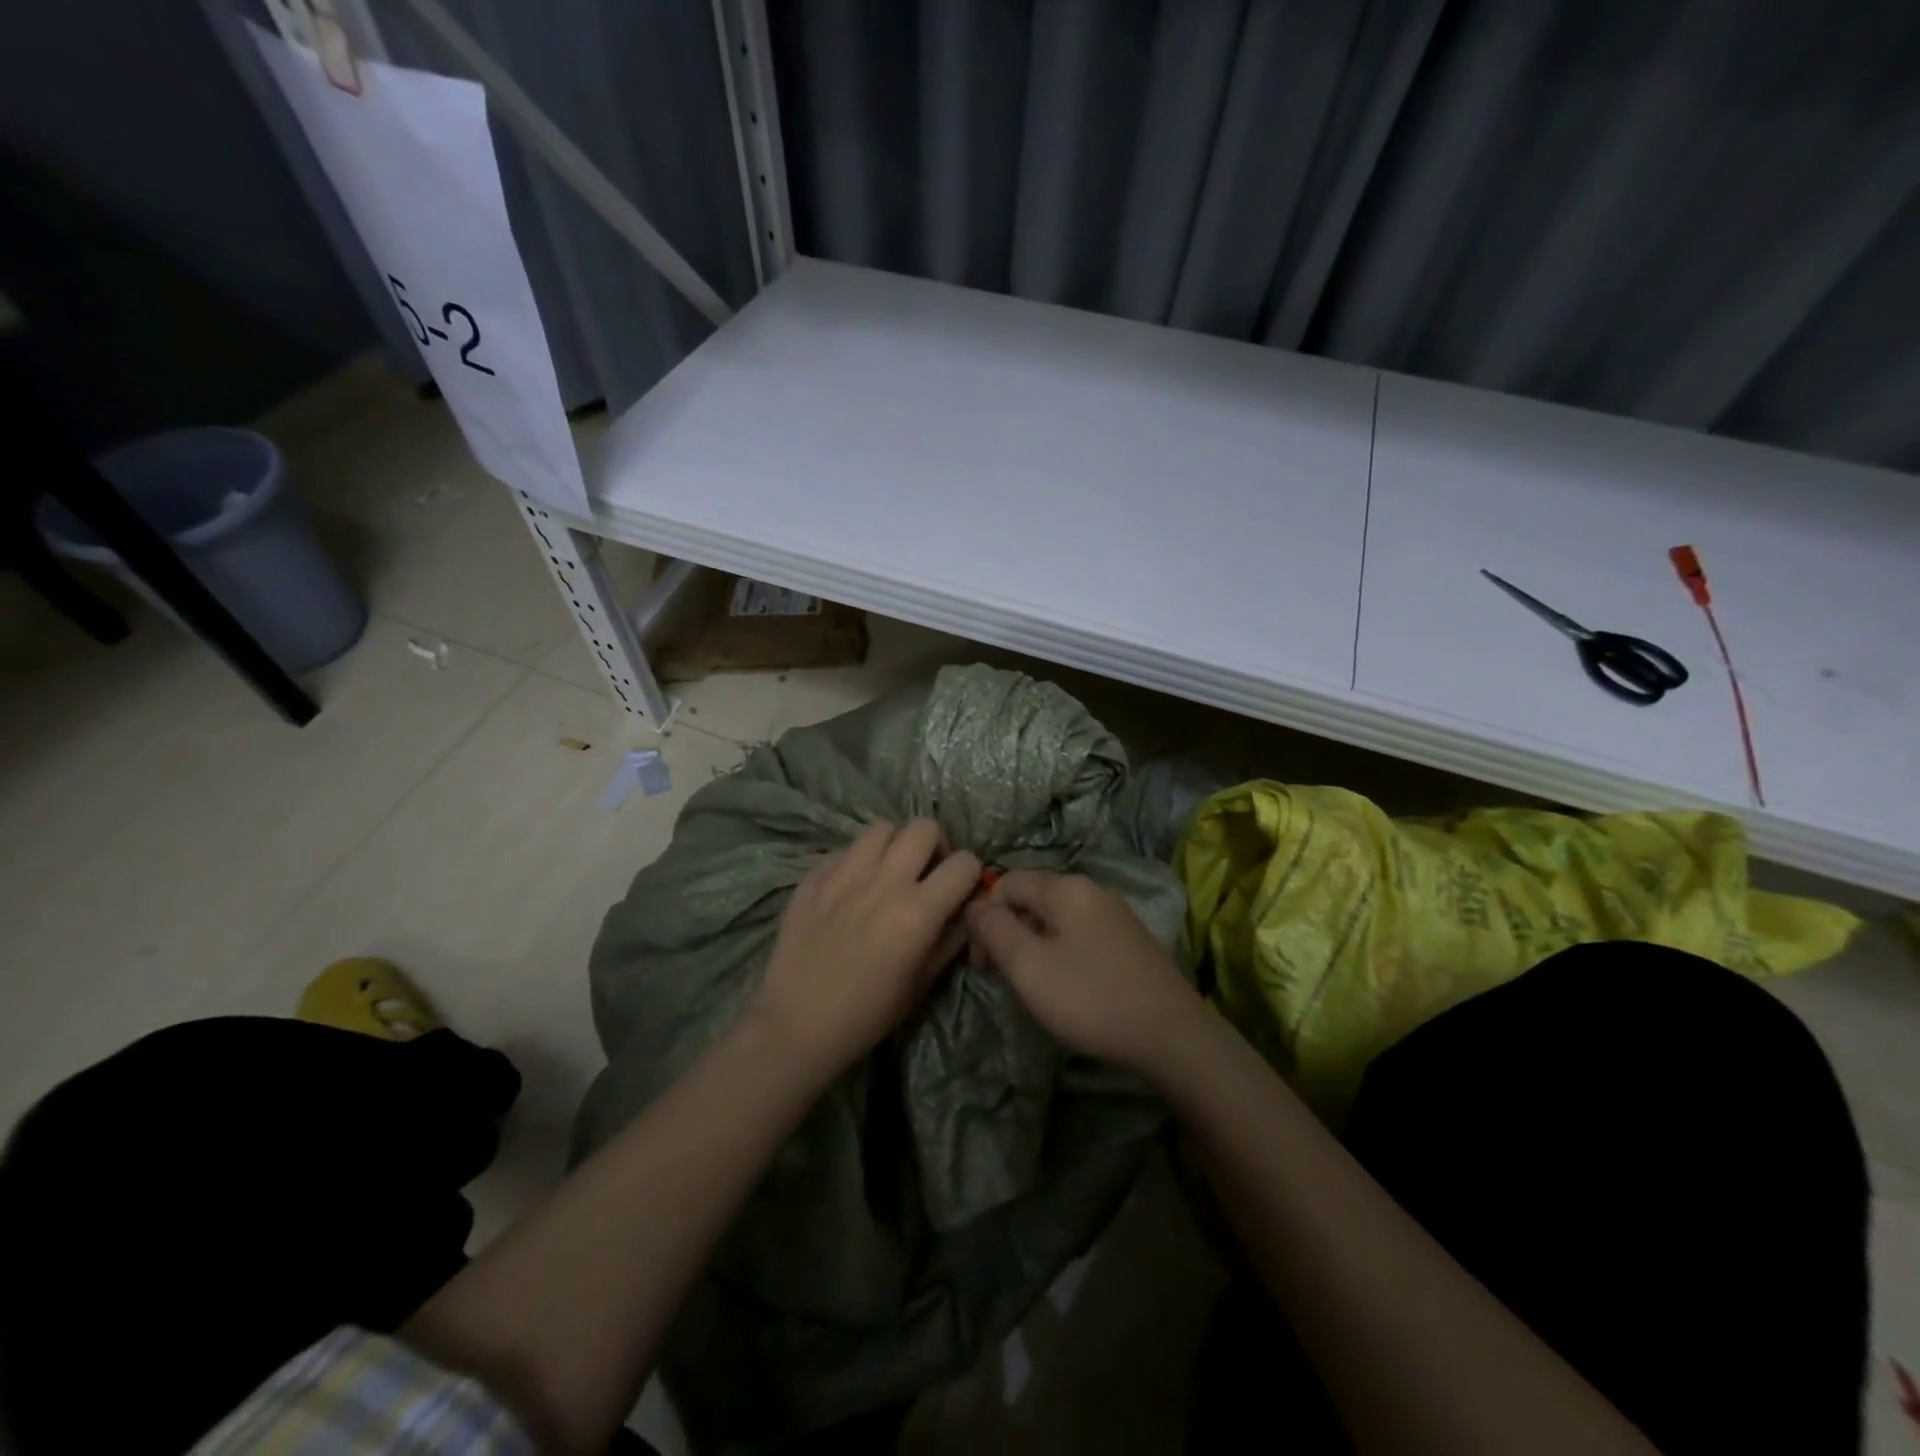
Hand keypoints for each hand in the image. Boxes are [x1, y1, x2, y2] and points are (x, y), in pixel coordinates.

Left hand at [751, 819, 981, 1078]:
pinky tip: (852, 887)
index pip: (964, 863)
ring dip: (894, 846)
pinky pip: (845, 849)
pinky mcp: (814, 876)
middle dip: (934, 846)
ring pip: (882, 828)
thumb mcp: (923, 983)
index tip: (959, 890)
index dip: (969, 874)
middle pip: (923, 827)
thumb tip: (965, 910)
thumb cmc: (868, 1013)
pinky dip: (857, 860)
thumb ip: (951, 939)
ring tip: (888, 872)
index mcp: (918, 911)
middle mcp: (884, 882)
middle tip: (926, 871)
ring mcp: (844, 874)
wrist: (797, 1024)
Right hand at [964, 871, 1201, 1075]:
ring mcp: (1116, 914)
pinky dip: (1061, 952)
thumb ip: (995, 930)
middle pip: (1032, 898)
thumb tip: (975, 905)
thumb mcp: (1029, 966)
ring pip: (1056, 918)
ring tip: (1033, 986)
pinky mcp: (1130, 940)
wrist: (1172, 1035)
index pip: (1006, 882)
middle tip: (1003, 977)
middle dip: (1008, 932)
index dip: (984, 917)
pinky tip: (1068, 987)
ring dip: (1033, 945)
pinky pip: (1080, 934)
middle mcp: (1092, 890)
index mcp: (1066, 888)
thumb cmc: (1091, 998)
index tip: (982, 963)